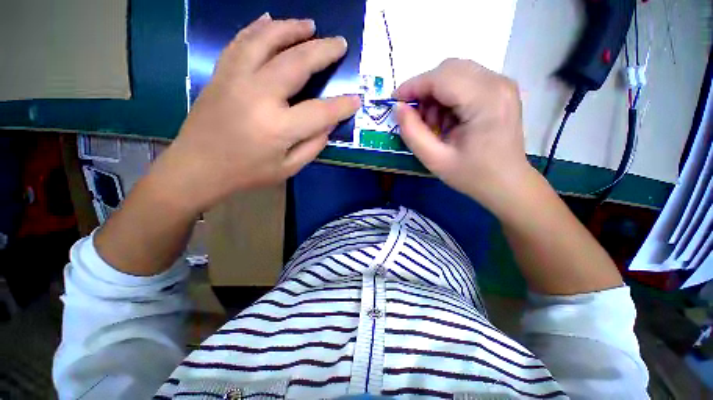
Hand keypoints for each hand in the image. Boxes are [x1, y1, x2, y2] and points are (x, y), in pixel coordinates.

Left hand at [150, 14, 359, 212]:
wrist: (197, 167)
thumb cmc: (247, 173)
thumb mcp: (288, 168)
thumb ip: (313, 146)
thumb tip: (328, 124)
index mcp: (278, 127)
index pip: (321, 111)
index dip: (342, 105)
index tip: (356, 99)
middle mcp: (258, 95)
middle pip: (296, 63)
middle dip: (323, 51)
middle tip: (340, 44)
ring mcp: (235, 79)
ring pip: (266, 40)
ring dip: (291, 29)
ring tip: (310, 25)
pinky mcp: (221, 74)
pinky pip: (241, 42)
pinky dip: (258, 28)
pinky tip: (270, 20)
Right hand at [394, 59, 530, 210]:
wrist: (507, 184)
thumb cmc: (472, 175)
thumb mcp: (435, 160)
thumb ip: (412, 133)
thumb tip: (398, 108)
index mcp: (485, 100)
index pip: (441, 77)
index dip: (413, 86)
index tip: (394, 101)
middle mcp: (497, 83)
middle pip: (449, 69)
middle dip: (424, 90)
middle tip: (415, 117)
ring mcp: (502, 84)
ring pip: (456, 73)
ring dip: (436, 95)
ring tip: (433, 124)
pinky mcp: (500, 91)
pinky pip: (465, 82)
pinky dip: (448, 97)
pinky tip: (447, 120)